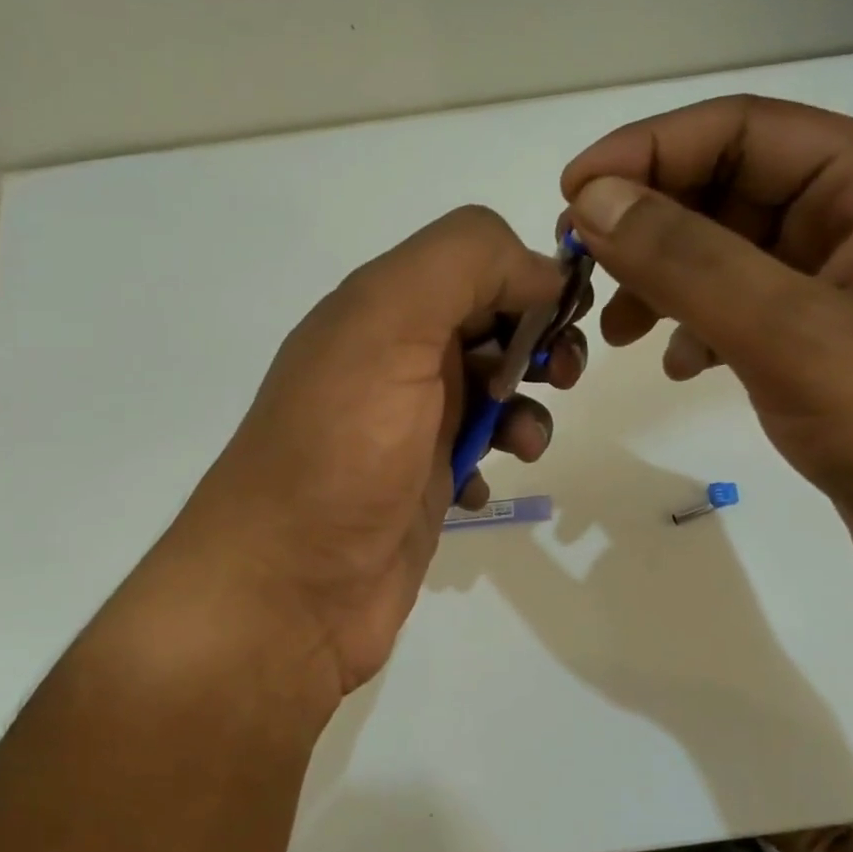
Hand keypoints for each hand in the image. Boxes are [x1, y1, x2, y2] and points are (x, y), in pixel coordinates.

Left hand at [152, 206, 585, 703]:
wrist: (288, 591)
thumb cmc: (341, 452)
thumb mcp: (389, 326)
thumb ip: (464, 266)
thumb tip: (541, 272)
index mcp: (379, 310)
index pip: (475, 260)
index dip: (527, 277)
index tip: (564, 318)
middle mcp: (390, 361)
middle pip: (488, 324)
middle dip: (537, 341)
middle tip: (562, 376)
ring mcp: (405, 428)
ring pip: (490, 392)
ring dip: (523, 408)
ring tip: (523, 444)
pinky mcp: (418, 487)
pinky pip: (476, 453)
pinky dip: (493, 460)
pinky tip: (477, 490)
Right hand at [561, 95, 852, 600]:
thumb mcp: (792, 333)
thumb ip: (689, 262)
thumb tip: (595, 201)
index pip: (743, 131)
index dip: (650, 150)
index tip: (573, 192)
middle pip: (727, 192)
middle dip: (649, 226)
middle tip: (580, 267)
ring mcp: (837, 288)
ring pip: (725, 257)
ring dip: (663, 282)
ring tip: (616, 330)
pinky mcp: (818, 347)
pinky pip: (738, 314)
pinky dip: (695, 330)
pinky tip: (679, 367)